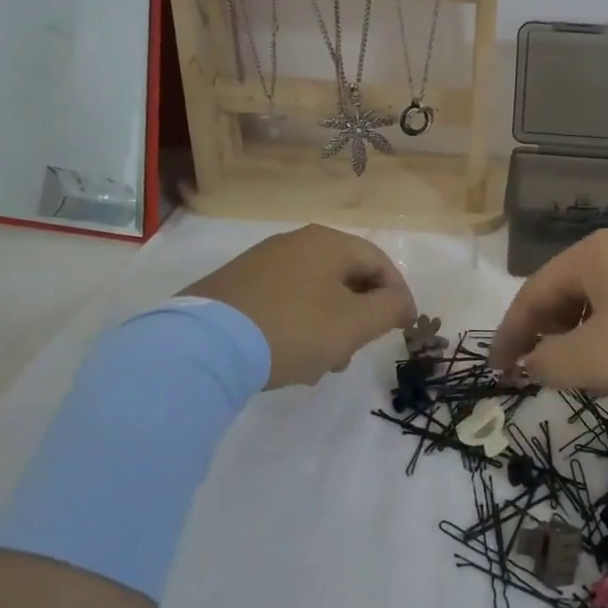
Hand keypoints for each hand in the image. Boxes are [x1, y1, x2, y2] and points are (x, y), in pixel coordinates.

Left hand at [180, 225, 416, 387]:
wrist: (204, 346)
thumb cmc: (293, 329)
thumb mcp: (354, 323)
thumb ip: (389, 309)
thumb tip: (401, 303)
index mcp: (327, 242)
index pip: (378, 262)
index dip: (398, 295)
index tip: (404, 328)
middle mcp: (294, 243)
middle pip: (345, 278)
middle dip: (358, 317)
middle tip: (356, 351)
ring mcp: (261, 263)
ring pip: (314, 294)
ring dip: (328, 327)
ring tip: (320, 365)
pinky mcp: (235, 287)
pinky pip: (283, 303)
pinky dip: (298, 327)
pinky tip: (289, 358)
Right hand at [489, 230, 607, 395]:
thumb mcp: (597, 358)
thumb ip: (551, 362)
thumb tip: (531, 361)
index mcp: (588, 256)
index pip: (531, 294)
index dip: (510, 335)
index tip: (499, 371)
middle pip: (564, 291)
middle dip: (546, 333)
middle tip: (539, 371)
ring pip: (600, 298)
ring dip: (581, 333)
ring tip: (584, 369)